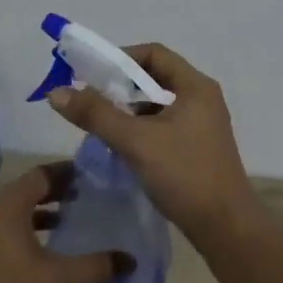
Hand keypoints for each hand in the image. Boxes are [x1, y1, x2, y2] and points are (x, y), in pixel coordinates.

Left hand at [0, 164, 127, 282]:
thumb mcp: (54, 282)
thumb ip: (93, 267)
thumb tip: (130, 260)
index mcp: (8, 203)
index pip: (44, 173)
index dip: (71, 174)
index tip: (96, 179)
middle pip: (28, 189)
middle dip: (58, 193)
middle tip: (89, 200)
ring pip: (13, 210)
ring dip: (40, 213)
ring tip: (69, 225)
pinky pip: (1, 227)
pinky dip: (23, 230)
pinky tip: (39, 253)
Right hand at [47, 42, 257, 243]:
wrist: (225, 228)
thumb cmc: (184, 175)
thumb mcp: (136, 141)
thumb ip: (96, 114)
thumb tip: (56, 92)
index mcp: (195, 86)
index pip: (153, 53)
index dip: (120, 58)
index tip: (91, 74)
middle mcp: (201, 98)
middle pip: (155, 77)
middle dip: (120, 86)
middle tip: (89, 98)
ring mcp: (201, 124)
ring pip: (157, 104)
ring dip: (128, 109)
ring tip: (99, 123)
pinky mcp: (197, 146)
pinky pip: (163, 125)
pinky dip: (140, 128)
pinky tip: (120, 145)